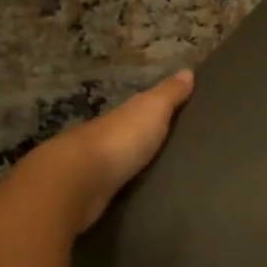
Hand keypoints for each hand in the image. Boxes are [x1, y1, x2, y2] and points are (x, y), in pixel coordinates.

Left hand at [15, 70, 194, 231]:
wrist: (78, 181)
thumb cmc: (120, 139)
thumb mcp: (152, 109)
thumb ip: (169, 94)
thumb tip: (187, 70)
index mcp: (122, 116)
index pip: (143, 110)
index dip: (160, 112)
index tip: (184, 117)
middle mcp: (106, 138)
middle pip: (131, 137)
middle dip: (149, 142)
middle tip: (180, 152)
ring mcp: (96, 169)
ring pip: (122, 164)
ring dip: (136, 168)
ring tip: (167, 178)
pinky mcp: (92, 196)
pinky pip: (116, 188)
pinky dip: (126, 188)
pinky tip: (141, 196)